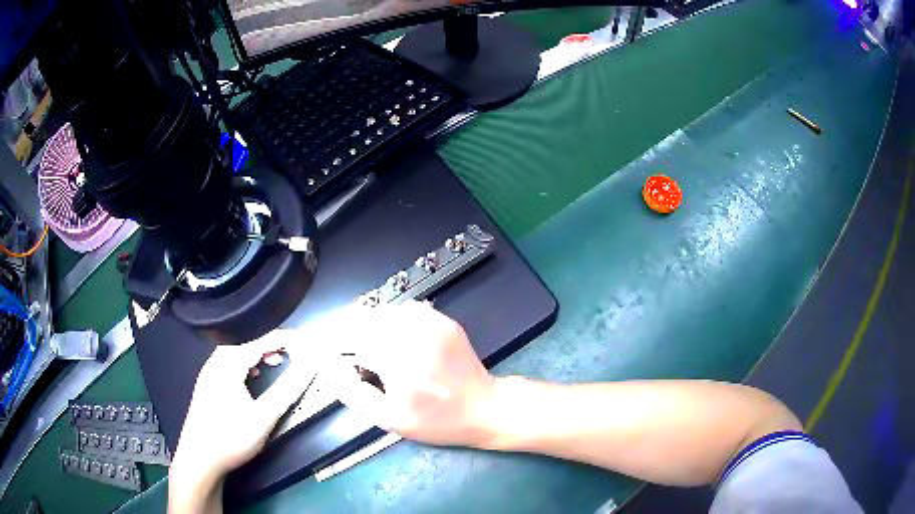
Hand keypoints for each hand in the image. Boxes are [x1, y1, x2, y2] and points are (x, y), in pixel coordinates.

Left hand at [169, 333, 311, 512]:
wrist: (199, 459)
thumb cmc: (231, 437)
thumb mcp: (263, 417)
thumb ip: (287, 390)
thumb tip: (309, 367)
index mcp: (228, 364)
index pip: (260, 342)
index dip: (284, 339)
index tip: (305, 339)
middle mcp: (215, 362)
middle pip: (247, 344)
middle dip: (271, 345)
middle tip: (293, 353)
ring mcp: (208, 374)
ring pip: (237, 355)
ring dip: (258, 356)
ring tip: (276, 363)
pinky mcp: (207, 386)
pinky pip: (230, 365)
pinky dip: (246, 365)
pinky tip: (252, 378)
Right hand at [326, 300, 497, 446]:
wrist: (484, 407)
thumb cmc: (437, 421)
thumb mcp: (390, 420)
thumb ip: (353, 393)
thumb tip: (326, 368)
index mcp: (399, 364)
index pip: (348, 340)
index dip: (325, 341)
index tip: (308, 344)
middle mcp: (414, 336)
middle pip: (361, 320)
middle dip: (343, 332)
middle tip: (340, 351)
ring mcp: (431, 323)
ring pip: (381, 312)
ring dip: (365, 325)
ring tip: (367, 348)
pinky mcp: (442, 319)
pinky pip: (403, 310)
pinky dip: (390, 320)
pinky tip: (394, 339)